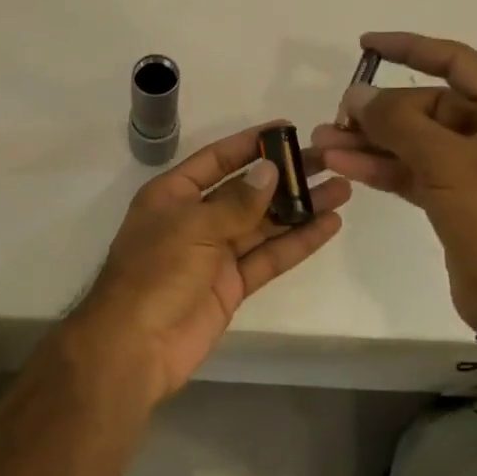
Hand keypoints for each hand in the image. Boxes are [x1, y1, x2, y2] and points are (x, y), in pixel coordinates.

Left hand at [58, 124, 349, 404]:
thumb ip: (237, 201)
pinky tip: (328, 225)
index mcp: (173, 194)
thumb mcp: (194, 226)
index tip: (288, 129)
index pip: (217, 159)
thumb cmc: (155, 272)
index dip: (251, 144)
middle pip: (247, 190)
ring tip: (341, 189)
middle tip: (328, 161)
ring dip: (300, 208)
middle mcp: (195, 218)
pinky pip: (268, 257)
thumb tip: (270, 170)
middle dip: (285, 176)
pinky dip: (297, 242)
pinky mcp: (232, 285)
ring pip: (264, 224)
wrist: (135, 346)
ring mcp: (214, 253)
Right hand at [310, 32, 476, 328]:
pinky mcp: (450, 196)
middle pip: (425, 105)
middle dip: (379, 112)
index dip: (408, 48)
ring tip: (323, 141)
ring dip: (369, 141)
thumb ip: (399, 123)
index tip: (365, 44)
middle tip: (336, 118)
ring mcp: (470, 165)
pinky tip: (341, 163)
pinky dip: (378, 166)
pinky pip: (409, 169)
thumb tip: (356, 95)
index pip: (454, 61)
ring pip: (411, 140)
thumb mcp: (448, 163)